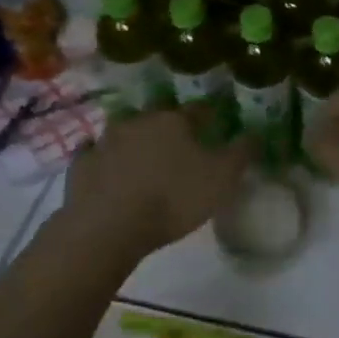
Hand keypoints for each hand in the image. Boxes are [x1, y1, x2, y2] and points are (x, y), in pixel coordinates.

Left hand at [63, 105, 249, 260]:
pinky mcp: (81, 165)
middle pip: (159, 118)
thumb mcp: (221, 179)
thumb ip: (241, 154)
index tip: (215, 125)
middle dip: (169, 128)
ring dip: (134, 141)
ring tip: (143, 161)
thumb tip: (257, 133)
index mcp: (174, 120)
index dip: (209, 117)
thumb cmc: (172, 199)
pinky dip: (102, 160)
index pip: (198, 110)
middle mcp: (140, 120)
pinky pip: (95, 155)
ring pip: (125, 133)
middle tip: (178, 146)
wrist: (107, 227)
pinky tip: (107, 171)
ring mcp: (106, 141)